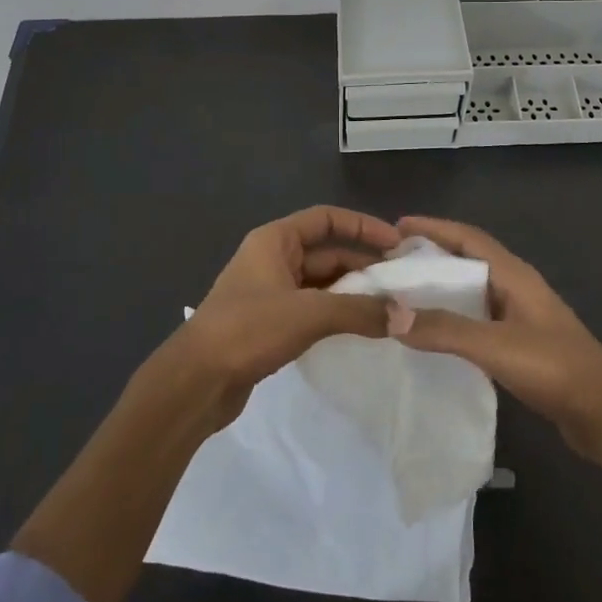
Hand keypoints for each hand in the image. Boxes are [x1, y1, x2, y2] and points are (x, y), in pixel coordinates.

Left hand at [170, 206, 402, 424]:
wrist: (195, 382)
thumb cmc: (248, 330)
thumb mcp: (309, 314)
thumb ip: (360, 311)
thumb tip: (406, 315)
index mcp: (274, 241)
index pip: (326, 219)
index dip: (362, 225)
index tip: (395, 243)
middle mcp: (271, 259)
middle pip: (326, 252)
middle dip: (362, 265)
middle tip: (399, 284)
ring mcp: (268, 292)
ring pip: (320, 283)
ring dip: (350, 293)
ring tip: (386, 308)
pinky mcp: (268, 324)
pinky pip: (310, 308)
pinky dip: (334, 313)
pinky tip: (357, 328)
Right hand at [393, 215, 601, 463]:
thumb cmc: (555, 368)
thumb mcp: (496, 346)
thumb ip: (445, 330)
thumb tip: (391, 314)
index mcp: (515, 275)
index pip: (469, 237)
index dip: (434, 228)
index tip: (396, 227)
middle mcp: (517, 288)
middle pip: (468, 260)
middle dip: (431, 256)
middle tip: (391, 263)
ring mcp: (521, 317)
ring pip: (473, 291)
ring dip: (441, 288)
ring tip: (403, 295)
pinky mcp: (521, 345)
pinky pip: (478, 319)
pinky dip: (452, 318)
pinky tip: (434, 334)